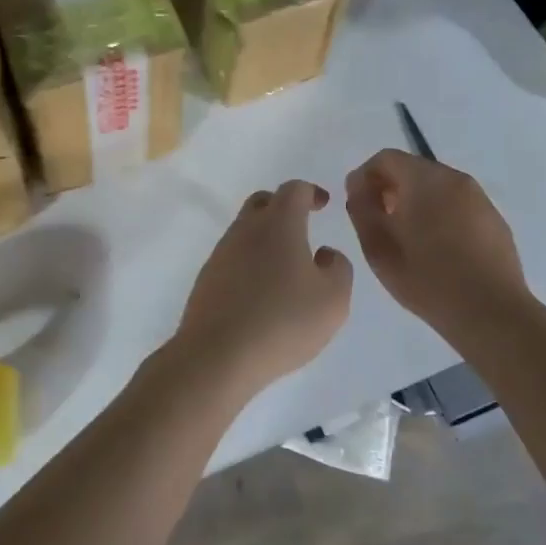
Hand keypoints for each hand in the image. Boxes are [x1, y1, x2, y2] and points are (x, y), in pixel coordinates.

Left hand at [169, 180, 353, 390]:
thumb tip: (324, 254)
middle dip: (283, 207)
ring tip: (286, 267)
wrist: (217, 355)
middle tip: (302, 226)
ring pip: (245, 231)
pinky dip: (250, 263)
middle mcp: (245, 229)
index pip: (294, 190)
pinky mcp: (207, 280)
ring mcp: (221, 254)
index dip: (311, 192)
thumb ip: (338, 268)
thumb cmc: (283, 321)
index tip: (324, 204)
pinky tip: (262, 291)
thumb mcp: (333, 299)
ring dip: (265, 238)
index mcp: (278, 223)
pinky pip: (233, 258)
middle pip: (262, 202)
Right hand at [345, 150, 529, 335]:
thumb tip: (359, 188)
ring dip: (415, 201)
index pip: (386, 158)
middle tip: (378, 221)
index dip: (364, 177)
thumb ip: (362, 210)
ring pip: (437, 187)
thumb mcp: (379, 249)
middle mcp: (456, 179)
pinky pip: (458, 204)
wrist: (491, 313)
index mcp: (426, 180)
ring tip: (406, 237)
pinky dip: (440, 213)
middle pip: (413, 169)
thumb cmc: (428, 280)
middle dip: (390, 188)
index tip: (356, 204)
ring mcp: (480, 198)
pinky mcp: (494, 219)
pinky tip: (437, 248)